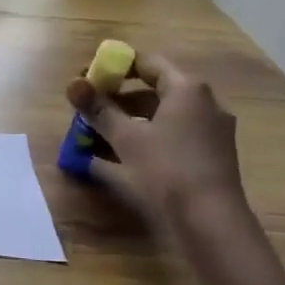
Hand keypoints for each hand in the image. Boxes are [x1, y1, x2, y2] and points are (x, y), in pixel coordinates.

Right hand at [67, 53, 245, 222]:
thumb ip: (99, 109)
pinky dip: (146, 139)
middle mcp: (204, 103)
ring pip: (161, 116)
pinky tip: (120, 158)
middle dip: (117, 98)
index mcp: (187, 89)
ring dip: (128, 122)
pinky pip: (171, 136)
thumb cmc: (168, 168)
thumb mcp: (126, 137)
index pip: (146, 62)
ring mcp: (210, 130)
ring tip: (97, 135)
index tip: (89, 78)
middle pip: (154, 90)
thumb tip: (72, 84)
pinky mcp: (210, 155)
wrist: (212, 221)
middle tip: (88, 109)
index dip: (114, 67)